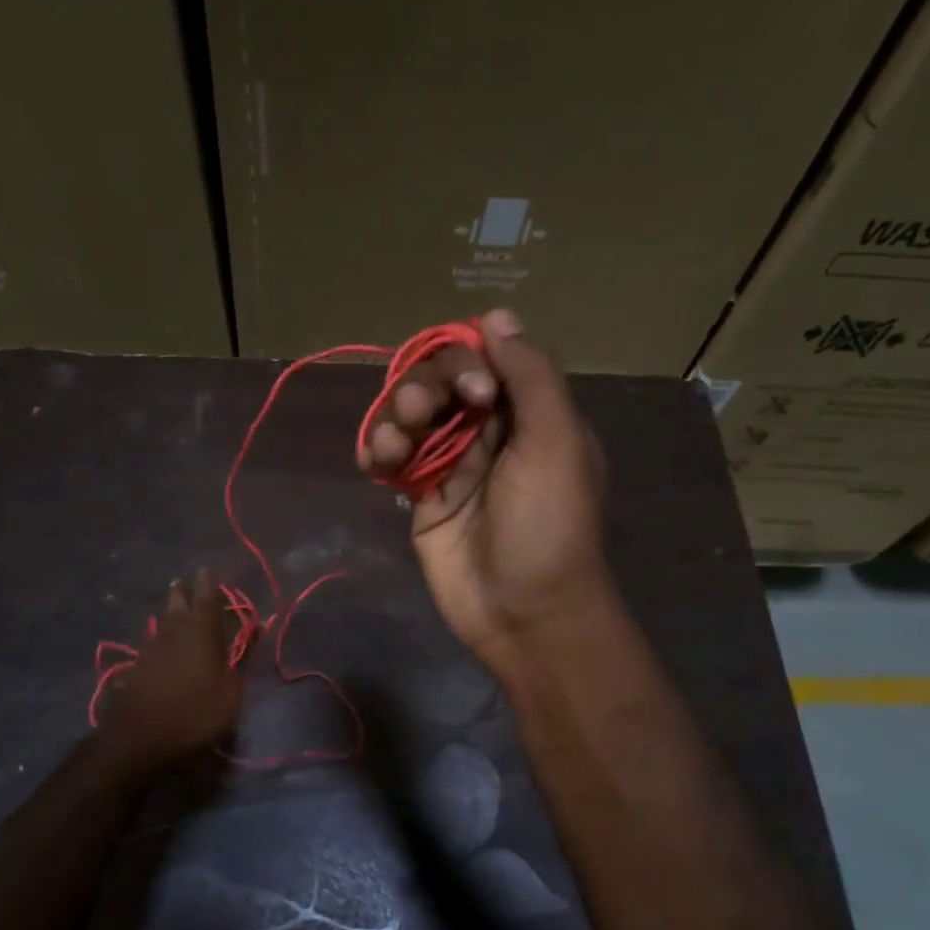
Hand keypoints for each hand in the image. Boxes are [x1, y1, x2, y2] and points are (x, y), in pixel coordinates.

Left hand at [100, 570, 246, 765]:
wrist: (141, 740)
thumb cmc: (196, 714)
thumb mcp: (231, 692)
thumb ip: (238, 663)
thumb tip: (248, 639)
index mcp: (200, 633)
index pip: (206, 600)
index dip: (208, 584)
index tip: (206, 570)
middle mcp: (173, 634)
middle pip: (176, 605)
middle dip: (181, 593)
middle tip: (182, 583)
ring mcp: (150, 652)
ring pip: (160, 624)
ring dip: (167, 615)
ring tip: (171, 610)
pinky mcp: (135, 671)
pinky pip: (149, 646)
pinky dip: (157, 641)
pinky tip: (156, 646)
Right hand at [359, 309, 614, 674]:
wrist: (526, 613)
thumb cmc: (549, 525)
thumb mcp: (556, 442)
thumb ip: (531, 376)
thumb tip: (497, 316)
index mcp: (528, 412)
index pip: (485, 357)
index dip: (466, 360)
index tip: (474, 391)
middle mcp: (489, 430)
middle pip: (439, 380)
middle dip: (423, 388)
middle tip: (420, 416)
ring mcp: (453, 464)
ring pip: (410, 415)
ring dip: (393, 418)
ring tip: (391, 447)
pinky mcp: (423, 496)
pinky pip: (392, 457)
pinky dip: (377, 450)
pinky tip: (372, 461)